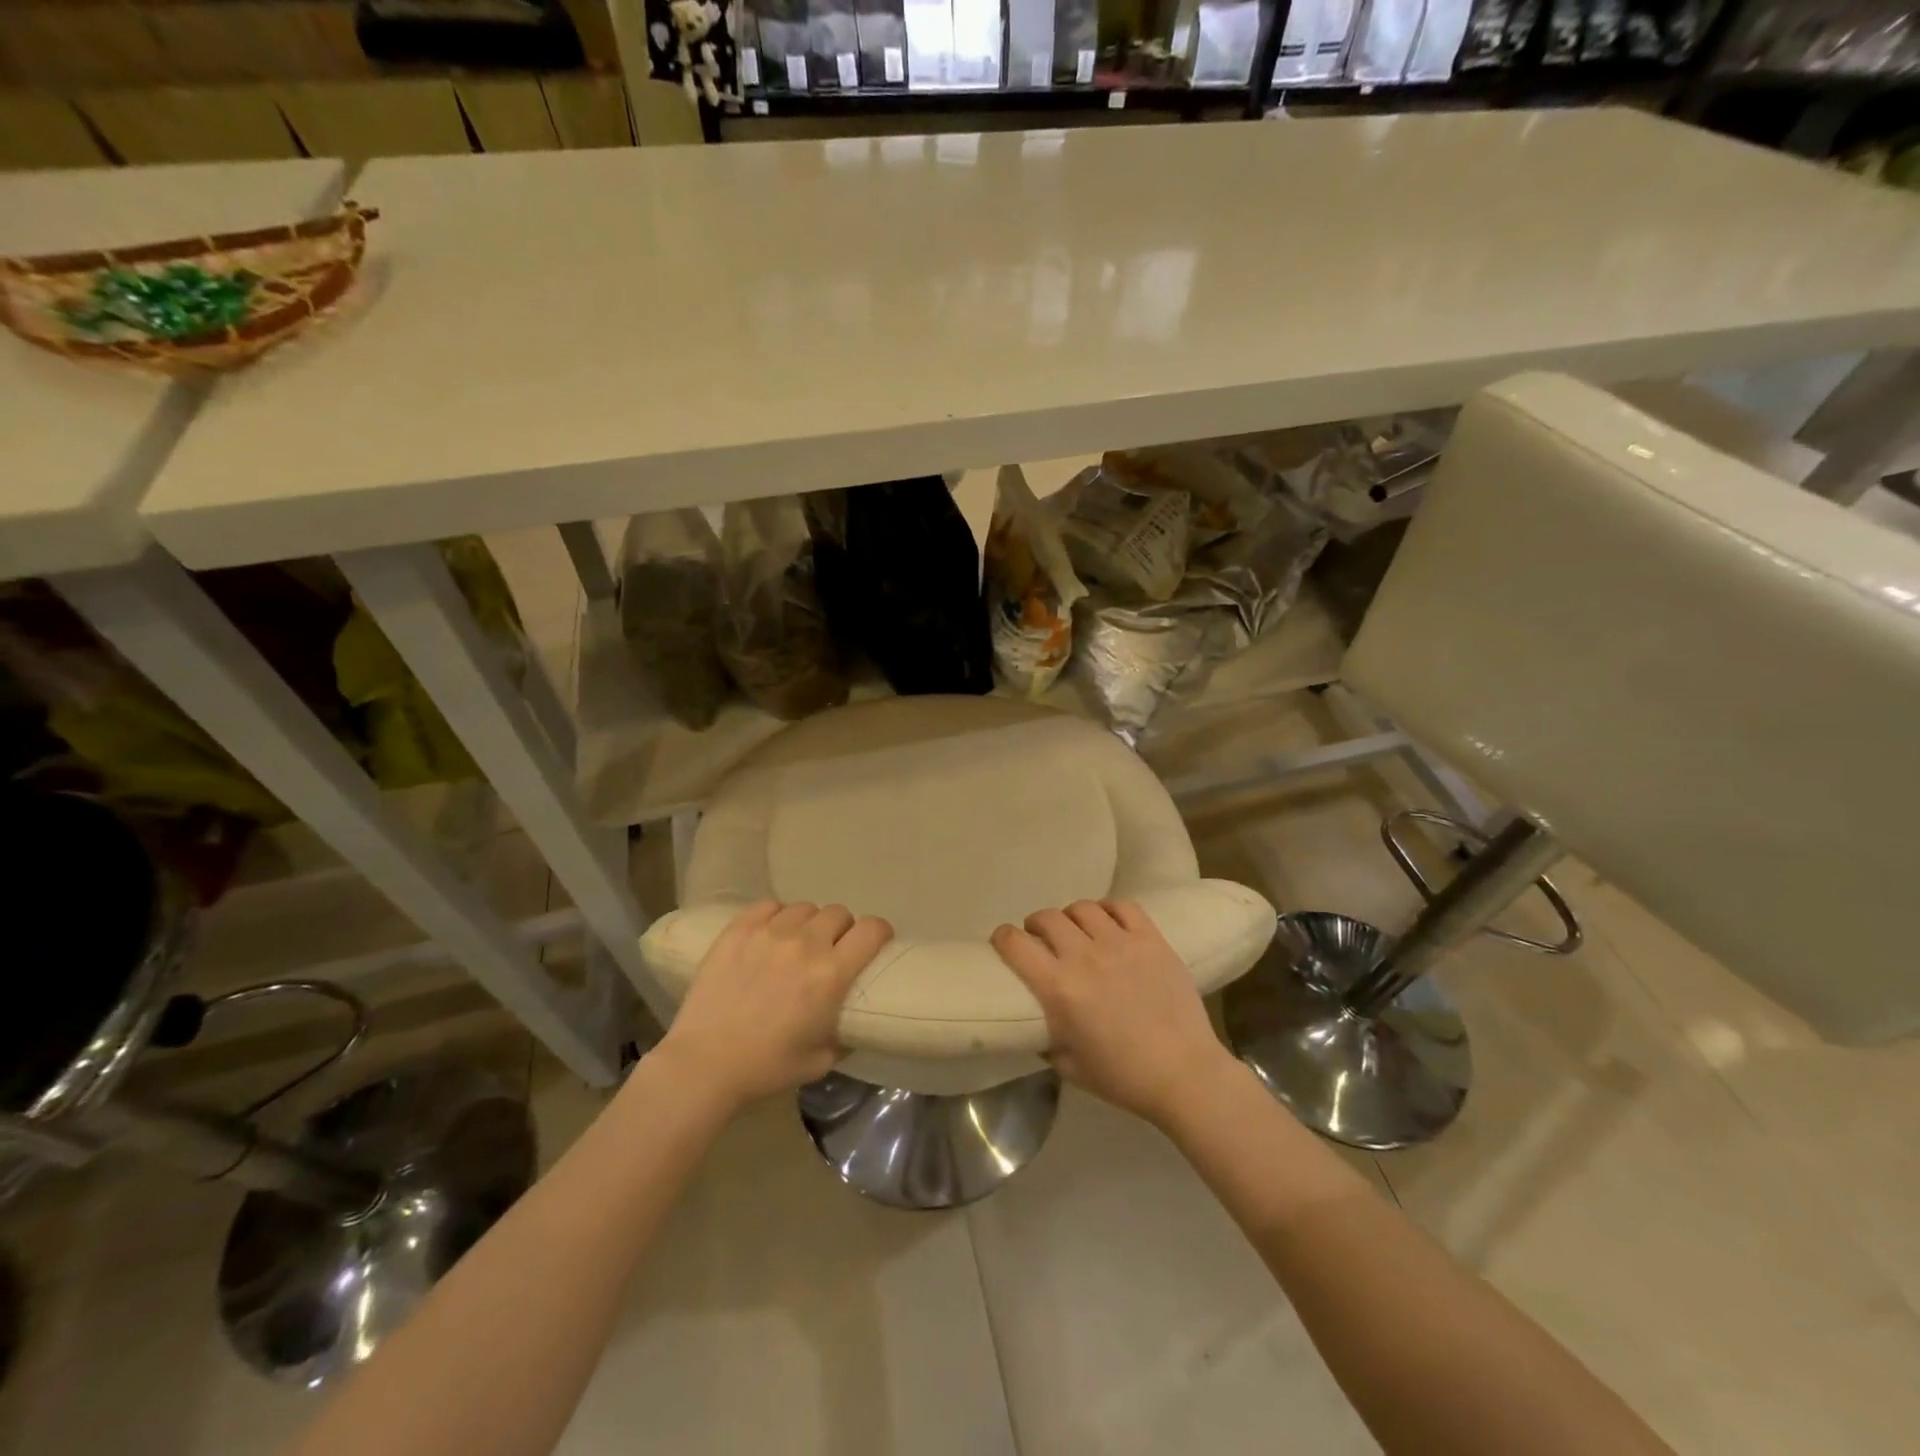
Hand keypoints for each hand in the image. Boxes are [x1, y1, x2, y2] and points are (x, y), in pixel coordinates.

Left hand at [658, 900, 892, 1112]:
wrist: (704, 1064)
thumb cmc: (767, 1067)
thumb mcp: (821, 1061)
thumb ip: (844, 1034)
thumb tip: (853, 1020)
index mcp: (831, 975)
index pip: (871, 929)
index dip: (879, 932)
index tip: (875, 943)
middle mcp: (805, 944)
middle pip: (838, 913)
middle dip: (842, 929)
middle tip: (831, 949)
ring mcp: (769, 932)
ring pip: (805, 907)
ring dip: (809, 923)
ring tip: (797, 942)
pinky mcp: (738, 930)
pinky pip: (769, 905)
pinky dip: (776, 916)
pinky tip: (770, 935)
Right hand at [992, 899, 1234, 1127]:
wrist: (1185, 1074)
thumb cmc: (1123, 1078)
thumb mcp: (1068, 1067)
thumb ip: (1045, 1038)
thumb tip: (1036, 1021)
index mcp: (1059, 989)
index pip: (1015, 944)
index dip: (1003, 938)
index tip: (1004, 942)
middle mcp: (1084, 957)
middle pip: (1047, 918)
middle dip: (1036, 925)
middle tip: (1041, 938)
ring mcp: (1121, 943)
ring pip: (1083, 908)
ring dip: (1071, 917)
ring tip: (1076, 930)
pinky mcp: (1151, 939)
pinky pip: (1123, 906)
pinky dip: (1109, 909)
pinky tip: (1108, 923)